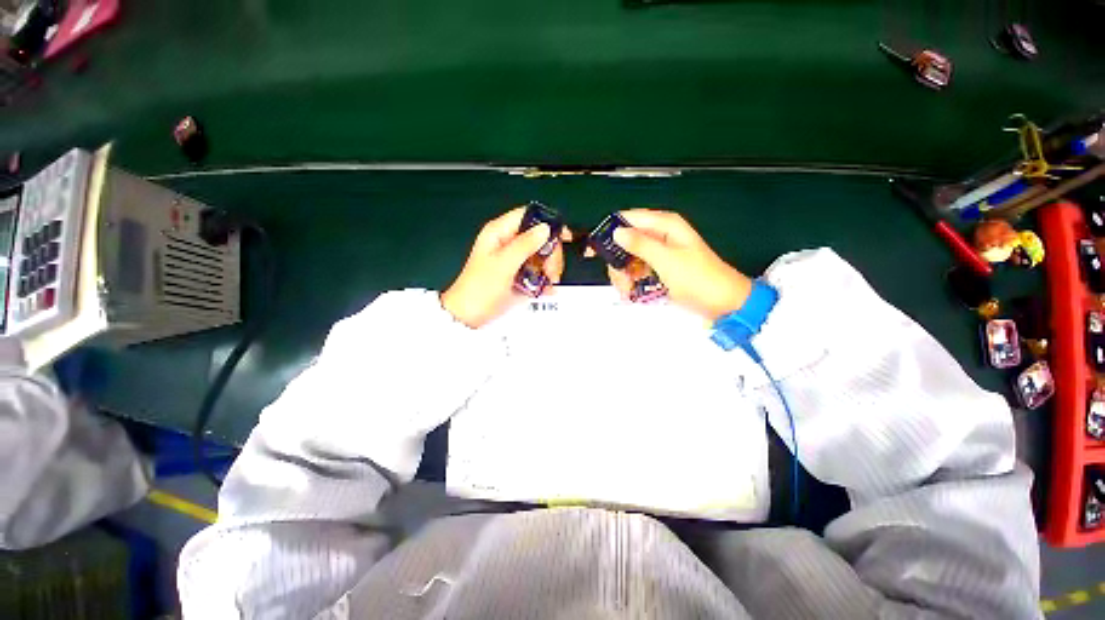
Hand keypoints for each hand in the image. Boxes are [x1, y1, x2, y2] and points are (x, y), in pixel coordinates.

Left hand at [442, 207, 571, 327]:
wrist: (469, 316)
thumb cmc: (479, 289)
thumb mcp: (503, 265)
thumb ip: (524, 245)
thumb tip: (545, 228)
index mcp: (499, 233)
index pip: (527, 216)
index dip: (547, 223)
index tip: (563, 236)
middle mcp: (507, 243)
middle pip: (539, 237)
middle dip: (550, 253)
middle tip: (552, 270)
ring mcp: (514, 260)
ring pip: (541, 255)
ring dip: (550, 268)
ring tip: (549, 282)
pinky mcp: (518, 275)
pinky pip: (537, 271)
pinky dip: (545, 279)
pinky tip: (547, 289)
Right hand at [605, 209, 751, 320]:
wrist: (723, 303)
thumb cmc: (698, 278)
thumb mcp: (667, 260)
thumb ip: (640, 244)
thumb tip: (616, 232)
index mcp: (664, 225)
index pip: (627, 219)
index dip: (609, 232)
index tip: (595, 252)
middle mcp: (659, 235)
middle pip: (624, 241)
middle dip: (618, 262)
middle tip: (621, 281)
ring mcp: (658, 253)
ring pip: (628, 259)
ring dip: (623, 276)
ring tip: (629, 291)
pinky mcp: (658, 268)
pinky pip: (636, 271)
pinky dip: (631, 282)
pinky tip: (632, 293)